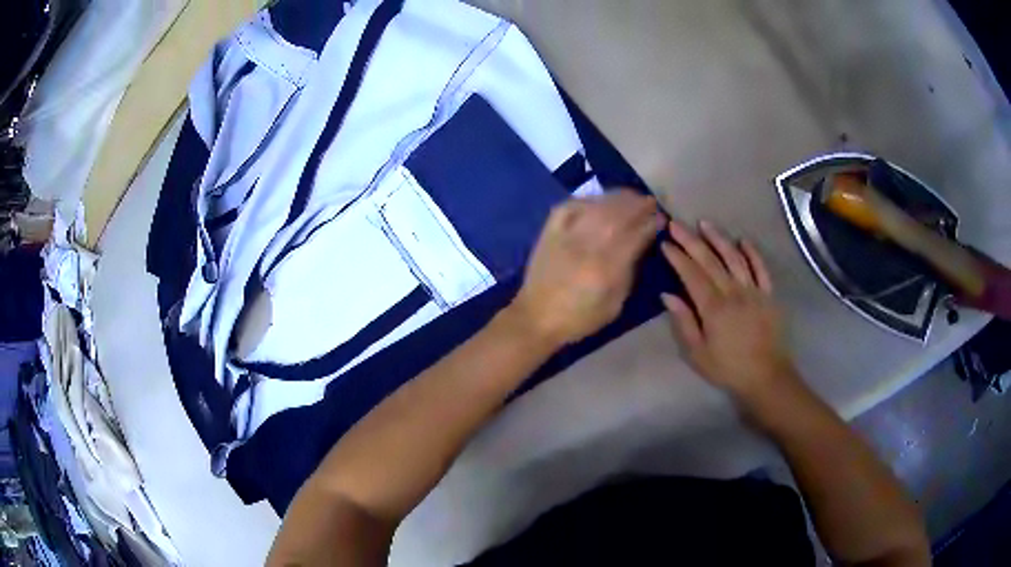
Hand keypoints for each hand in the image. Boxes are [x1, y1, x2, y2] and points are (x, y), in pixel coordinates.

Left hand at [511, 190, 661, 346]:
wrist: (536, 318)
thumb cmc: (580, 317)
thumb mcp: (614, 303)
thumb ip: (629, 271)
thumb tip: (642, 243)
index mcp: (605, 269)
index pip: (635, 236)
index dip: (650, 224)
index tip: (661, 218)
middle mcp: (587, 246)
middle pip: (617, 215)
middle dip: (637, 205)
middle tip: (650, 202)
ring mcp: (566, 236)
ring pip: (596, 207)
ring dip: (617, 198)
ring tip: (631, 196)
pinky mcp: (549, 232)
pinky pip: (570, 206)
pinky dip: (587, 200)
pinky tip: (599, 200)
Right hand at [660, 220, 798, 402]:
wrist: (766, 376)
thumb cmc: (728, 368)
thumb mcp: (698, 353)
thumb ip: (684, 322)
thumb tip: (667, 295)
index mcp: (714, 307)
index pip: (692, 275)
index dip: (677, 257)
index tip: (665, 243)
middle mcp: (733, 292)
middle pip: (709, 260)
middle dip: (691, 240)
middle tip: (676, 224)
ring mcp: (753, 291)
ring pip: (734, 258)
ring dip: (718, 238)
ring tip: (704, 224)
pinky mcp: (769, 294)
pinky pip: (761, 268)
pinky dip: (752, 253)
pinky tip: (742, 240)